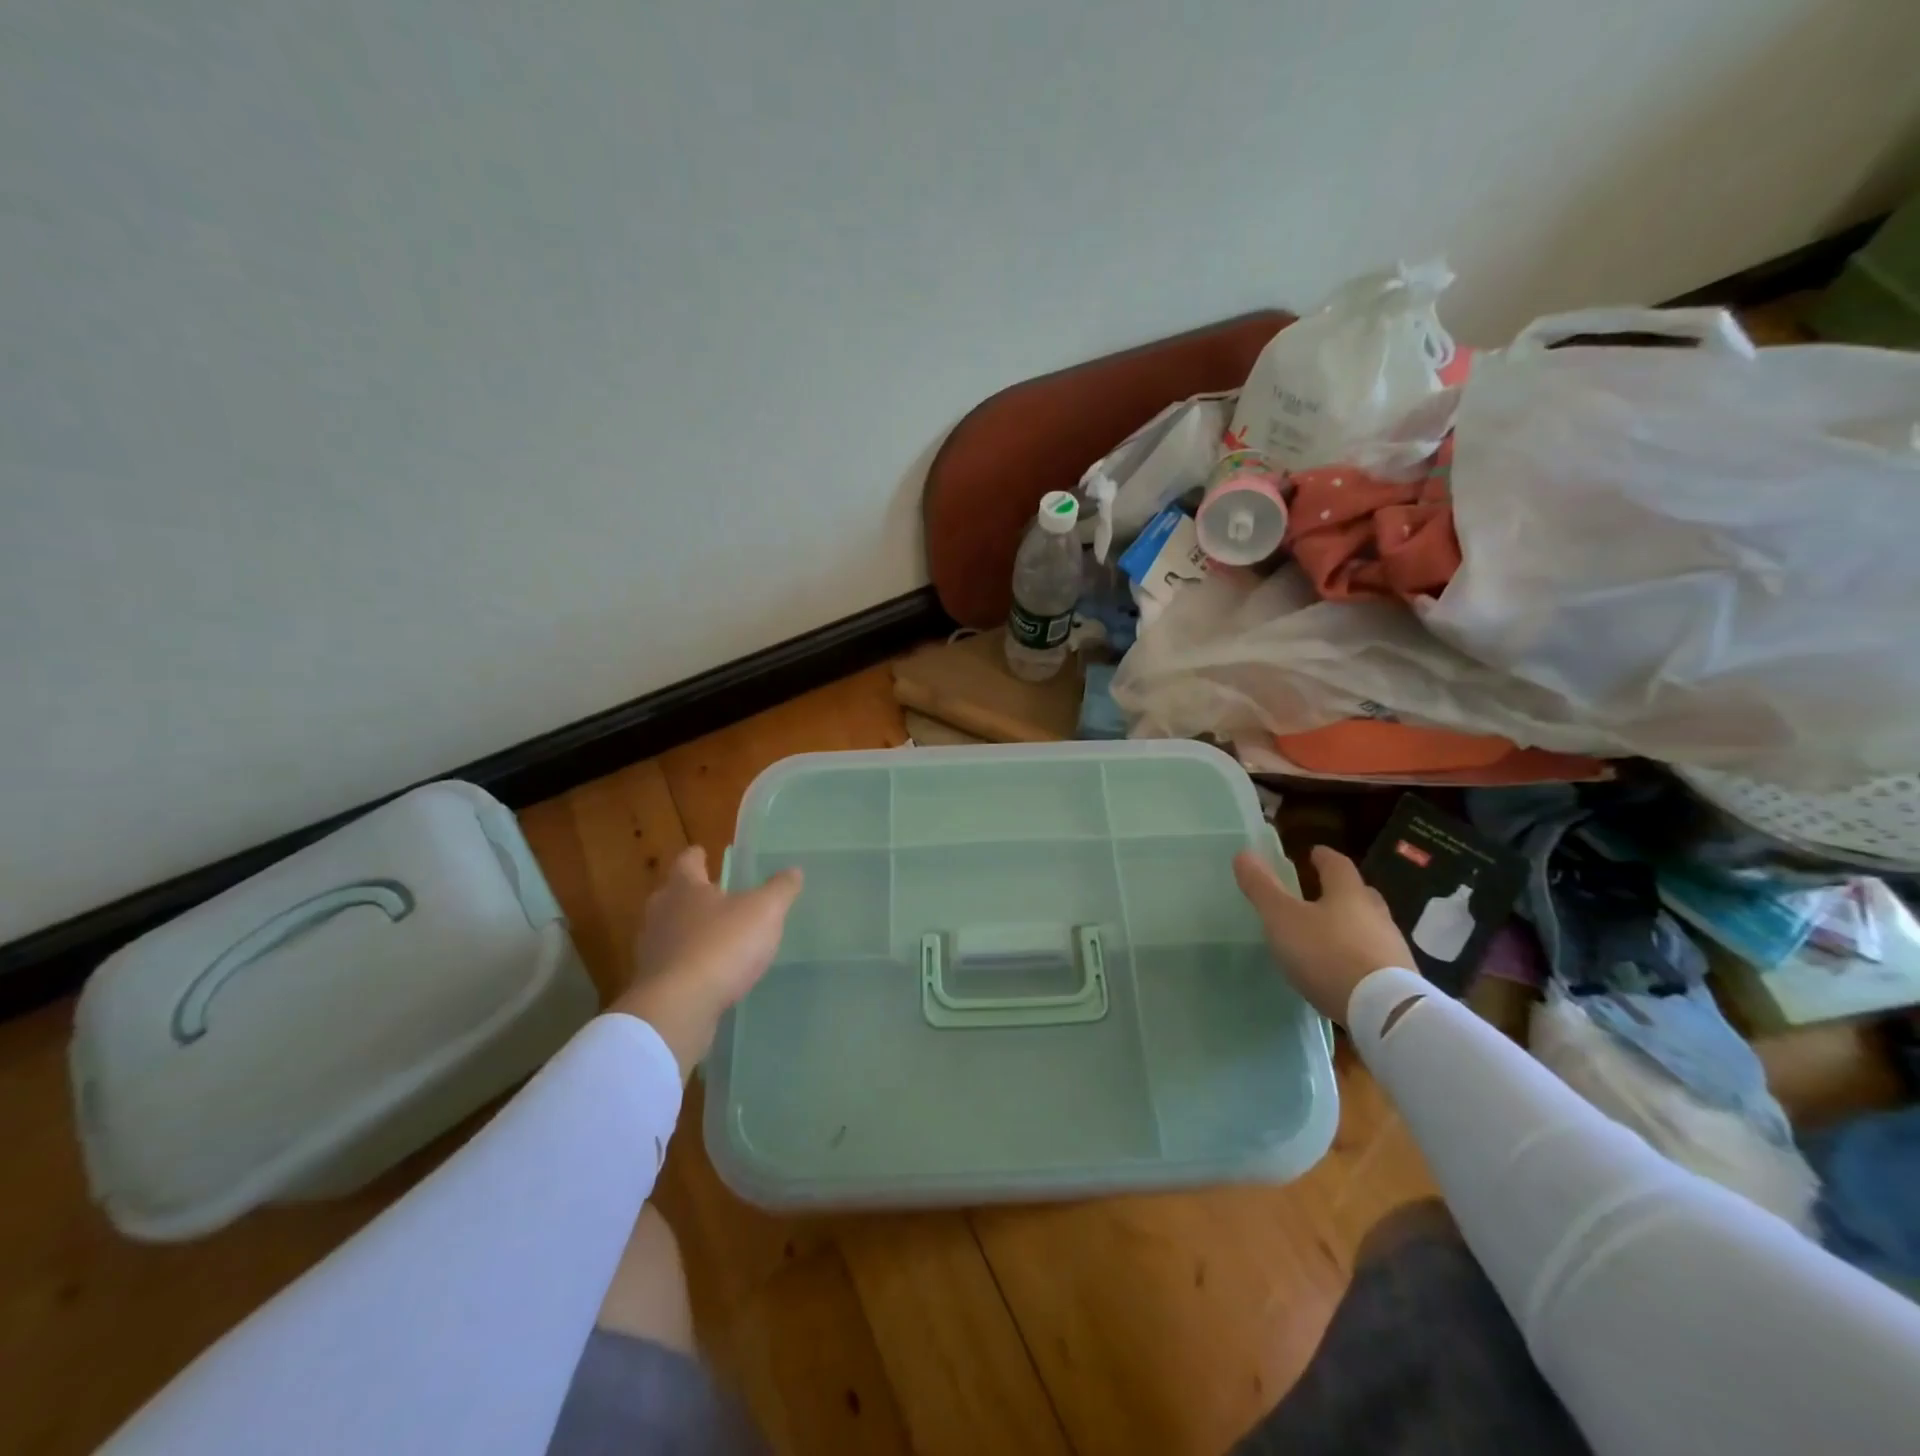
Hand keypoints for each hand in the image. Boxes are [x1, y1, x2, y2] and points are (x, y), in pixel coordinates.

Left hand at [611, 847, 801, 1079]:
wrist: (678, 1008)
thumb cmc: (721, 946)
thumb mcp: (764, 912)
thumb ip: (780, 890)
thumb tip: (793, 870)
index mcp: (684, 888)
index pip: (687, 862)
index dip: (697, 856)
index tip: (703, 853)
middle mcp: (661, 913)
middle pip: (673, 895)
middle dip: (691, 893)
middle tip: (713, 894)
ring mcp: (652, 950)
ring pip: (669, 930)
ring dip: (687, 930)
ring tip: (714, 935)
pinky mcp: (652, 984)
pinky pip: (671, 964)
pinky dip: (687, 963)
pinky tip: (707, 972)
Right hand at [1233, 845, 1412, 1024]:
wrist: (1384, 1011)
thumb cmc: (1327, 954)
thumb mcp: (1283, 919)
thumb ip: (1262, 888)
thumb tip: (1244, 853)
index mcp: (1348, 893)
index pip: (1337, 864)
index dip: (1323, 857)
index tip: (1314, 853)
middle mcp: (1375, 914)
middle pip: (1360, 894)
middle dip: (1341, 891)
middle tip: (1323, 892)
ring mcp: (1392, 948)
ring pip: (1370, 926)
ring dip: (1352, 926)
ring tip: (1329, 935)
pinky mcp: (1400, 980)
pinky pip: (1376, 958)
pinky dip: (1359, 956)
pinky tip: (1345, 970)